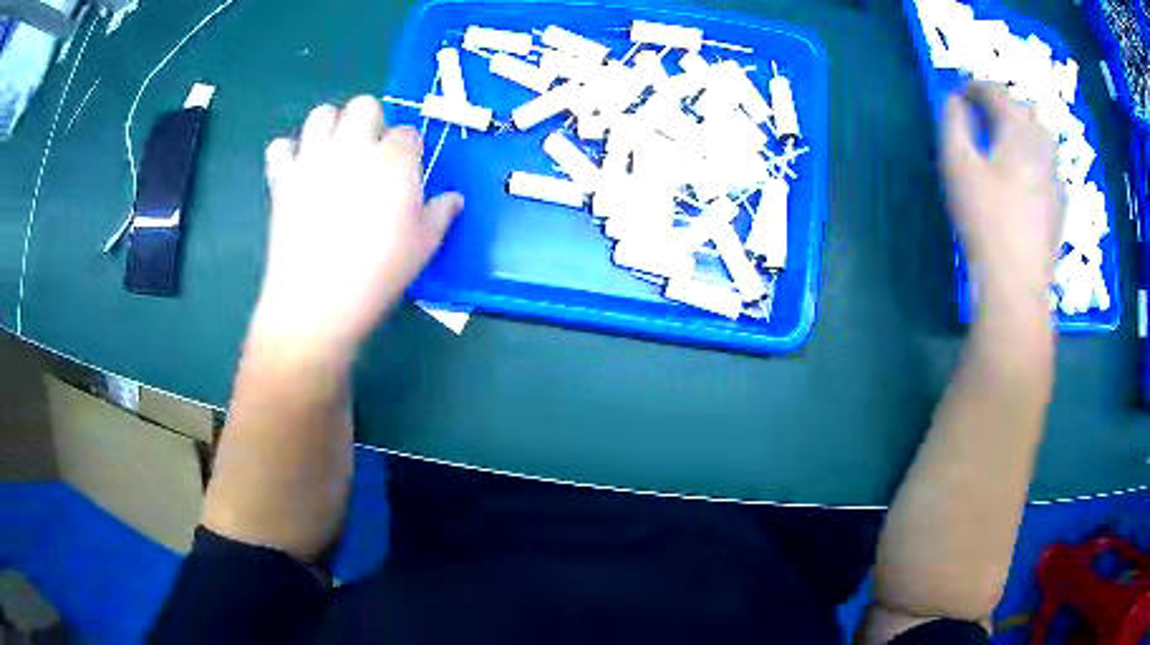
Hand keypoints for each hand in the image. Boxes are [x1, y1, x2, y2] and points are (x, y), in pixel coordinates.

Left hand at [253, 96, 463, 362]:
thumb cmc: (379, 273)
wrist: (318, 301)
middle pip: (365, 105)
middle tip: (370, 155)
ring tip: (333, 155)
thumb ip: (441, 213)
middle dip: (371, 123)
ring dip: (331, 127)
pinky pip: (280, 147)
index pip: (408, 134)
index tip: (406, 174)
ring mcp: (314, 158)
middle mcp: (354, 146)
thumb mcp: (425, 246)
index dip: (409, 151)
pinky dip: (288, 154)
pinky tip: (297, 173)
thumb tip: (453, 198)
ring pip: (322, 114)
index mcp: (394, 159)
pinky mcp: (283, 178)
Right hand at [941, 83, 1062, 303]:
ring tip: (1006, 143)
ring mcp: (1056, 178)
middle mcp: (1043, 147)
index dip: (976, 86)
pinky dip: (1036, 158)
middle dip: (1004, 104)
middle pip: (1026, 109)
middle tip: (984, 116)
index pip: (998, 92)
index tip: (959, 93)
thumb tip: (955, 100)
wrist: (1017, 282)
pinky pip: (1050, 167)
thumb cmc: (985, 219)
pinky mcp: (1060, 206)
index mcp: (1018, 131)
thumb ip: (953, 123)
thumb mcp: (957, 165)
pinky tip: (1025, 177)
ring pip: (1044, 137)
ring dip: (1024, 129)